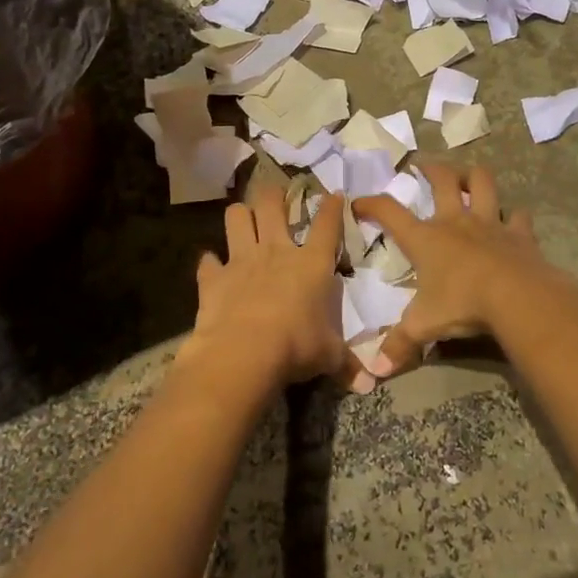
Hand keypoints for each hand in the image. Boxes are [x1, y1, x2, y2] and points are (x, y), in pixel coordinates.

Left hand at [183, 179, 371, 392]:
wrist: (243, 353)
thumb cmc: (296, 347)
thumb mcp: (329, 356)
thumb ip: (347, 363)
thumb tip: (370, 383)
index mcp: (311, 263)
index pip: (327, 224)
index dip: (332, 207)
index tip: (335, 194)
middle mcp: (276, 251)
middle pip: (272, 204)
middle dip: (274, 194)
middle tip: (277, 195)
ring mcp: (242, 260)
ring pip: (236, 218)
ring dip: (240, 215)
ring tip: (243, 218)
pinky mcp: (213, 278)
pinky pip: (207, 261)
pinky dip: (210, 263)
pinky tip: (212, 266)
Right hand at [352, 162, 567, 377]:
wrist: (517, 297)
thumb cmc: (462, 304)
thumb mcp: (424, 326)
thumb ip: (399, 345)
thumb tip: (374, 370)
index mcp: (426, 239)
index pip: (390, 212)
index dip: (372, 204)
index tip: (359, 202)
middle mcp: (456, 222)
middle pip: (443, 181)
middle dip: (431, 169)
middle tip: (423, 166)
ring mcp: (490, 224)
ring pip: (482, 184)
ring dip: (474, 176)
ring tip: (468, 176)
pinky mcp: (519, 234)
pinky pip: (517, 217)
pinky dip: (514, 216)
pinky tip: (512, 219)